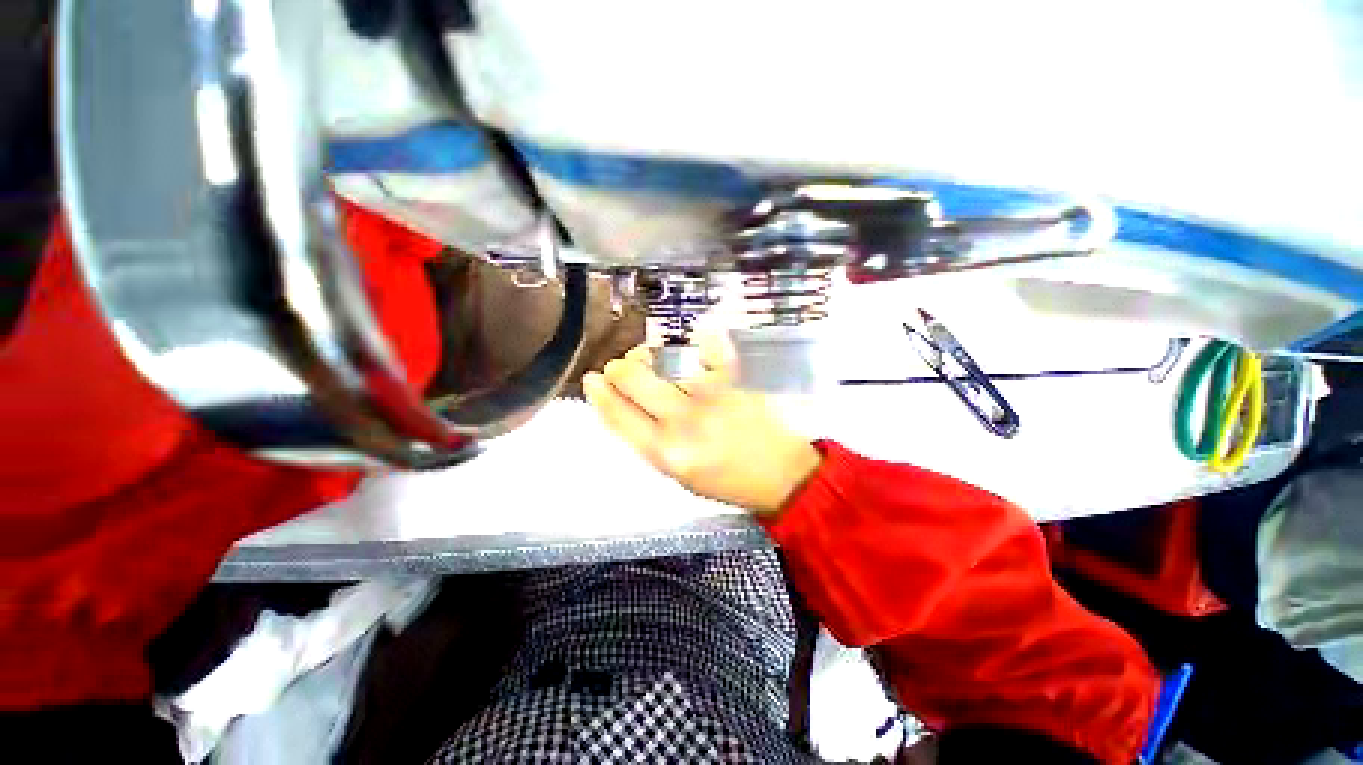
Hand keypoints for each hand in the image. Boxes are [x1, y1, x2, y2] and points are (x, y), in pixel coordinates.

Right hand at [583, 335, 821, 515]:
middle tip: (623, 368)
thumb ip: (647, 439)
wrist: (782, 474)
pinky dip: (694, 341)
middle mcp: (684, 421)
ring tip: (652, 359)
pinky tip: (691, 346)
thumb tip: (620, 402)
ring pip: (662, 357)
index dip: (599, 393)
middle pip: (632, 377)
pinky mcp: (736, 376)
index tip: (592, 379)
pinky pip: (704, 344)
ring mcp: (711, 394)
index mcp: (666, 453)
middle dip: (618, 368)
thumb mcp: (677, 475)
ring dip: (649, 354)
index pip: (617, 414)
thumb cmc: (727, 480)